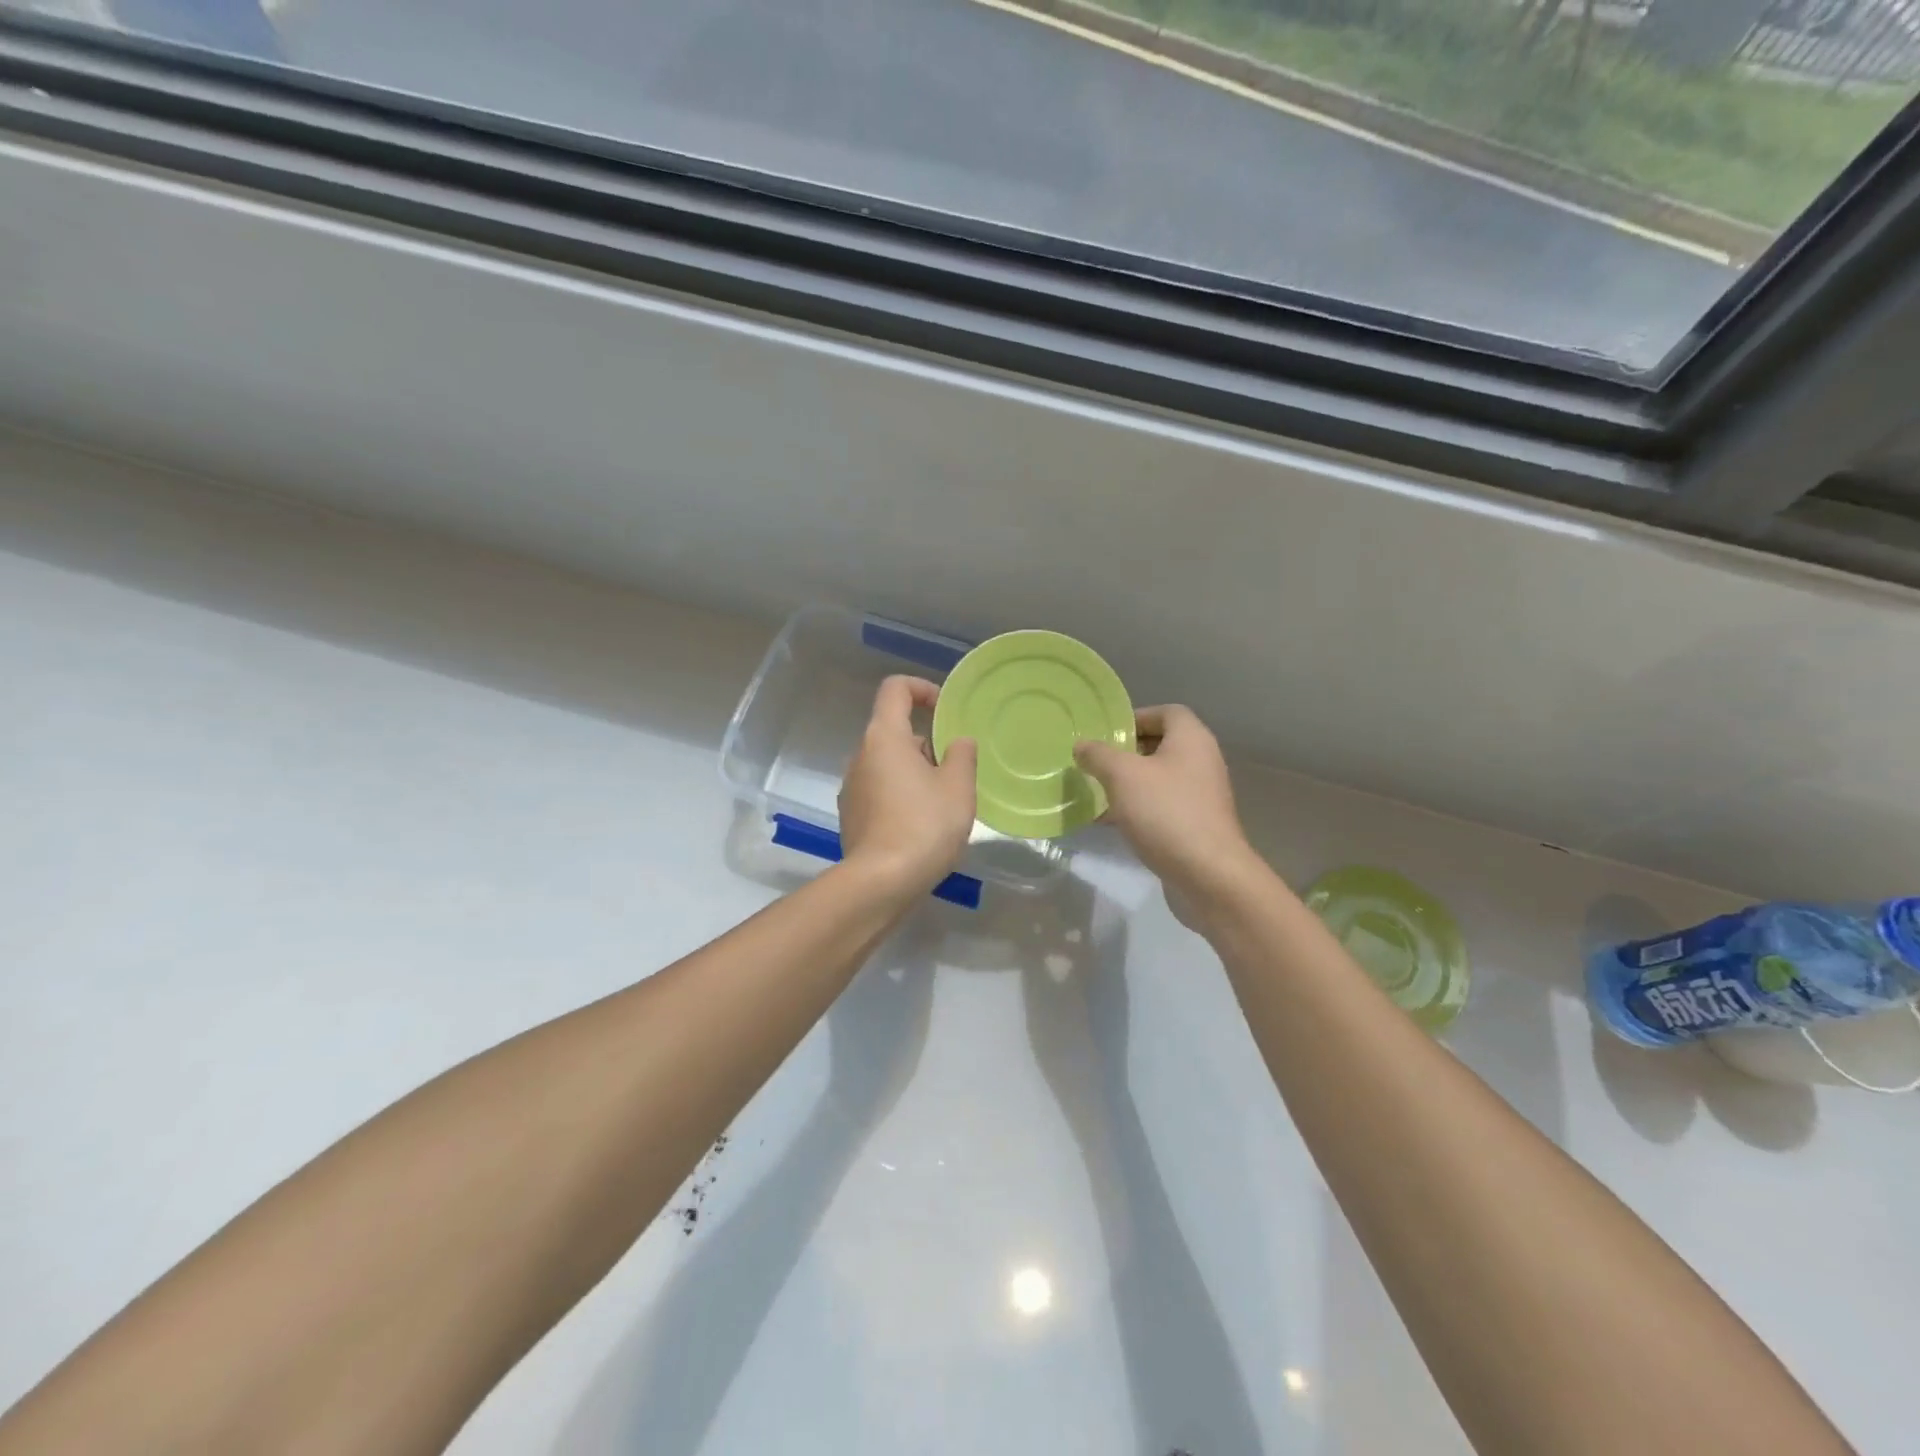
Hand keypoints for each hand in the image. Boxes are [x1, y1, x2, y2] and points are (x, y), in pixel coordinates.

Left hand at [838, 676, 977, 895]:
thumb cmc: (924, 826)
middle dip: (926, 741)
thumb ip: (962, 755)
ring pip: (887, 762)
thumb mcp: (958, 787)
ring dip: (915, 770)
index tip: (945, 711)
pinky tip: (921, 824)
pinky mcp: (850, 814)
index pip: (895, 688)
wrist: (881, 882)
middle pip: (893, 729)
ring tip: (943, 801)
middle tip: (955, 770)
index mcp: (884, 737)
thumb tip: (958, 742)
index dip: (922, 689)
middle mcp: (860, 755)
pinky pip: (879, 789)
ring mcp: (851, 786)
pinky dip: (901, 793)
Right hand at [1075, 706, 1261, 903]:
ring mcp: (1201, 795)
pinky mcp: (1196, 825)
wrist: (1208, 874)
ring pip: (1159, 779)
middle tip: (1096, 764)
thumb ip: (1098, 755)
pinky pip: (1162, 806)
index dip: (1136, 718)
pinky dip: (1138, 809)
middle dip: (1126, 753)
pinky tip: (1110, 823)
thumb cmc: (1165, 812)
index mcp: (1191, 739)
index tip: (1106, 735)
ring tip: (1097, 794)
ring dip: (1129, 784)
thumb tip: (1082, 745)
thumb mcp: (1122, 776)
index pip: (1166, 712)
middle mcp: (1202, 761)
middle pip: (1161, 745)